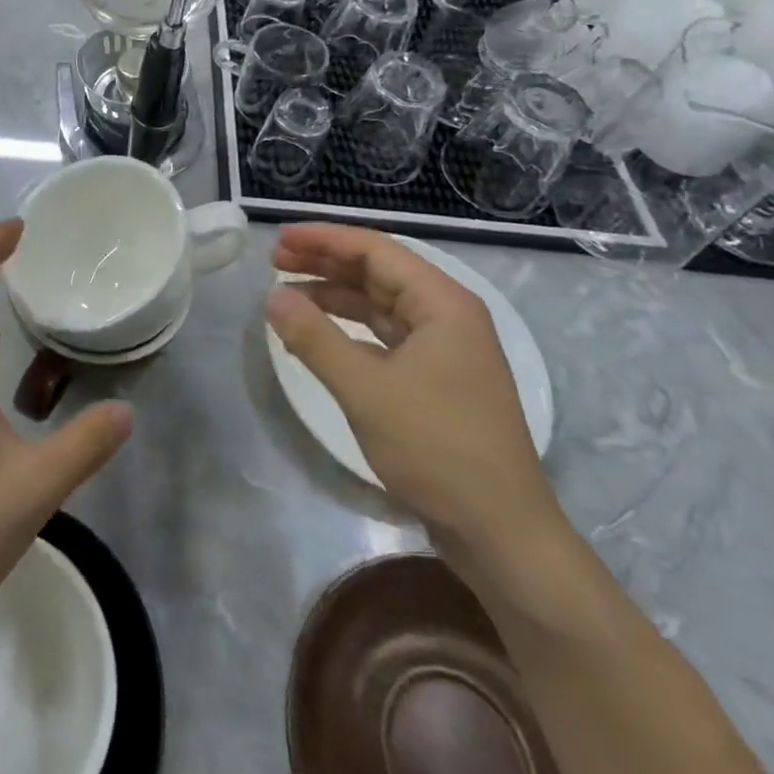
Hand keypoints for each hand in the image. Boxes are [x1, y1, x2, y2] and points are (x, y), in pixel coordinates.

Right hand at [264, 224, 558, 561]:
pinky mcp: (436, 380)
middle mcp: (447, 316)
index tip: (280, 238)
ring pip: (378, 305)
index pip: (375, 250)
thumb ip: (314, 337)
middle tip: (274, 261)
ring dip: (333, 296)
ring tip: (286, 294)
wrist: (502, 535)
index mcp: (442, 304)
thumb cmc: (437, 449)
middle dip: (325, 263)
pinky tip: (318, 335)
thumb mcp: (366, 389)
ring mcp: (444, 350)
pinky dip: (348, 330)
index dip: (324, 239)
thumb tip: (272, 296)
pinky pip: (383, 336)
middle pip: (377, 273)